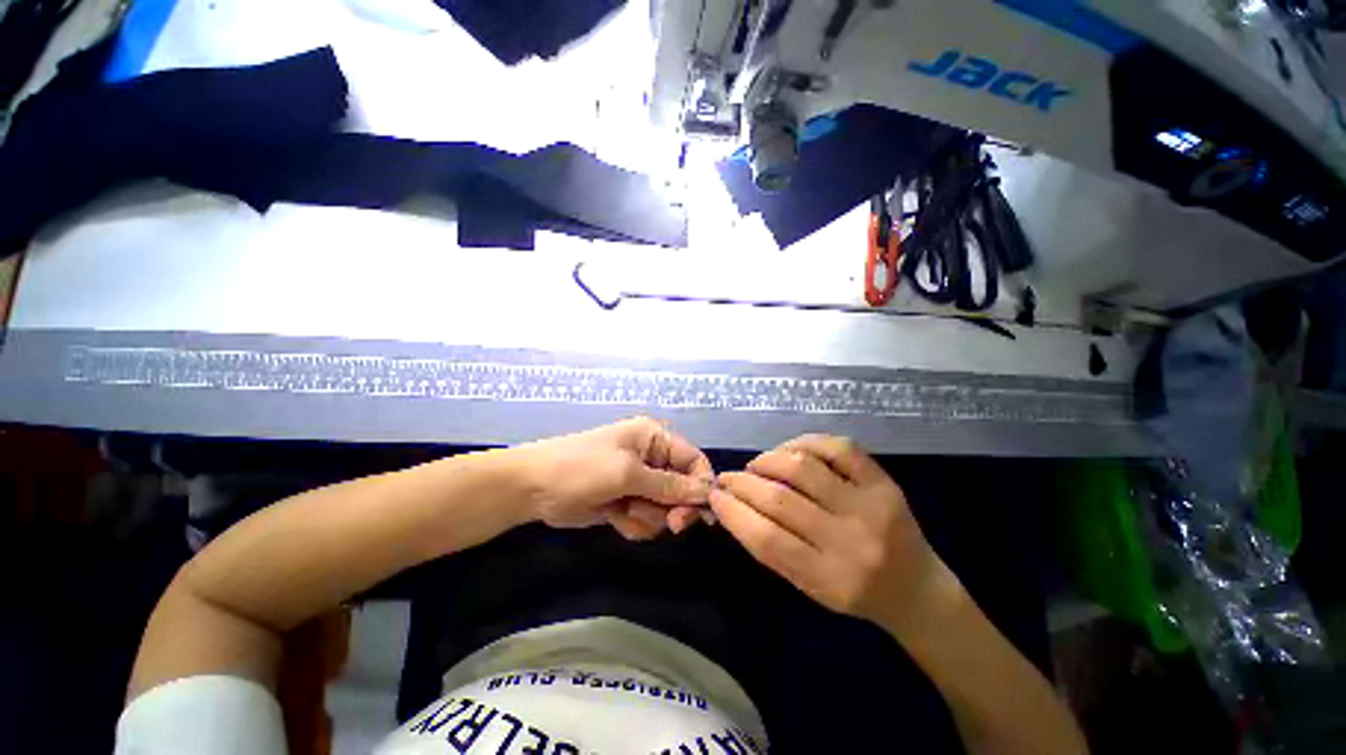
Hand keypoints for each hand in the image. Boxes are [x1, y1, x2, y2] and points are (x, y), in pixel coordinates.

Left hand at [518, 417, 714, 539]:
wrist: (532, 488)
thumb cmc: (581, 468)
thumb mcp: (627, 473)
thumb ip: (669, 485)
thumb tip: (707, 494)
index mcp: (655, 438)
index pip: (694, 460)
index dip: (702, 485)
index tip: (701, 514)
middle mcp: (651, 458)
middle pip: (683, 488)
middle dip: (674, 507)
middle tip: (670, 525)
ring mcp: (638, 482)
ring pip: (665, 508)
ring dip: (650, 516)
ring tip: (625, 511)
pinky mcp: (626, 502)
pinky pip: (646, 519)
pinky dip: (635, 523)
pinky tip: (616, 518)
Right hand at [710, 435, 955, 630]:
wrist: (917, 590)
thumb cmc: (855, 593)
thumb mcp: (809, 588)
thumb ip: (770, 549)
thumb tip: (731, 506)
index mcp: (830, 578)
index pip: (766, 538)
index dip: (733, 511)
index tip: (714, 495)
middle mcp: (851, 541)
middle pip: (780, 499)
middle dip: (742, 483)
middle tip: (728, 477)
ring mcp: (870, 506)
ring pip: (803, 468)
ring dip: (768, 460)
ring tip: (758, 466)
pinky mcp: (884, 482)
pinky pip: (837, 447)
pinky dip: (805, 443)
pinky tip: (790, 452)